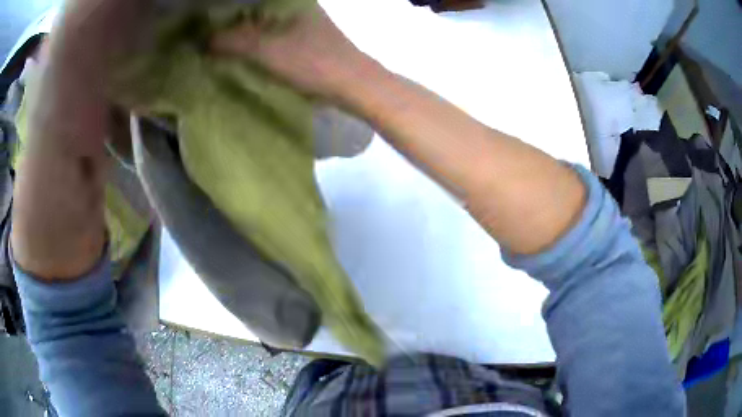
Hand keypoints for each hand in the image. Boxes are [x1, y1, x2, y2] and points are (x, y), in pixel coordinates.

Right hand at [212, 5, 372, 99]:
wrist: (354, 85)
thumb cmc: (311, 62)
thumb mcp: (266, 50)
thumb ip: (233, 42)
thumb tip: (202, 40)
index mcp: (289, 1)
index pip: (248, 0)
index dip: (224, 10)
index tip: (203, 24)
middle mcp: (297, 6)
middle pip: (255, 10)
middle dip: (231, 22)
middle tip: (207, 36)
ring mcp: (303, 22)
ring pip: (265, 23)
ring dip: (244, 33)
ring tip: (219, 43)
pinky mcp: (307, 39)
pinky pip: (274, 35)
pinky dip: (258, 42)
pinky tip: (245, 51)